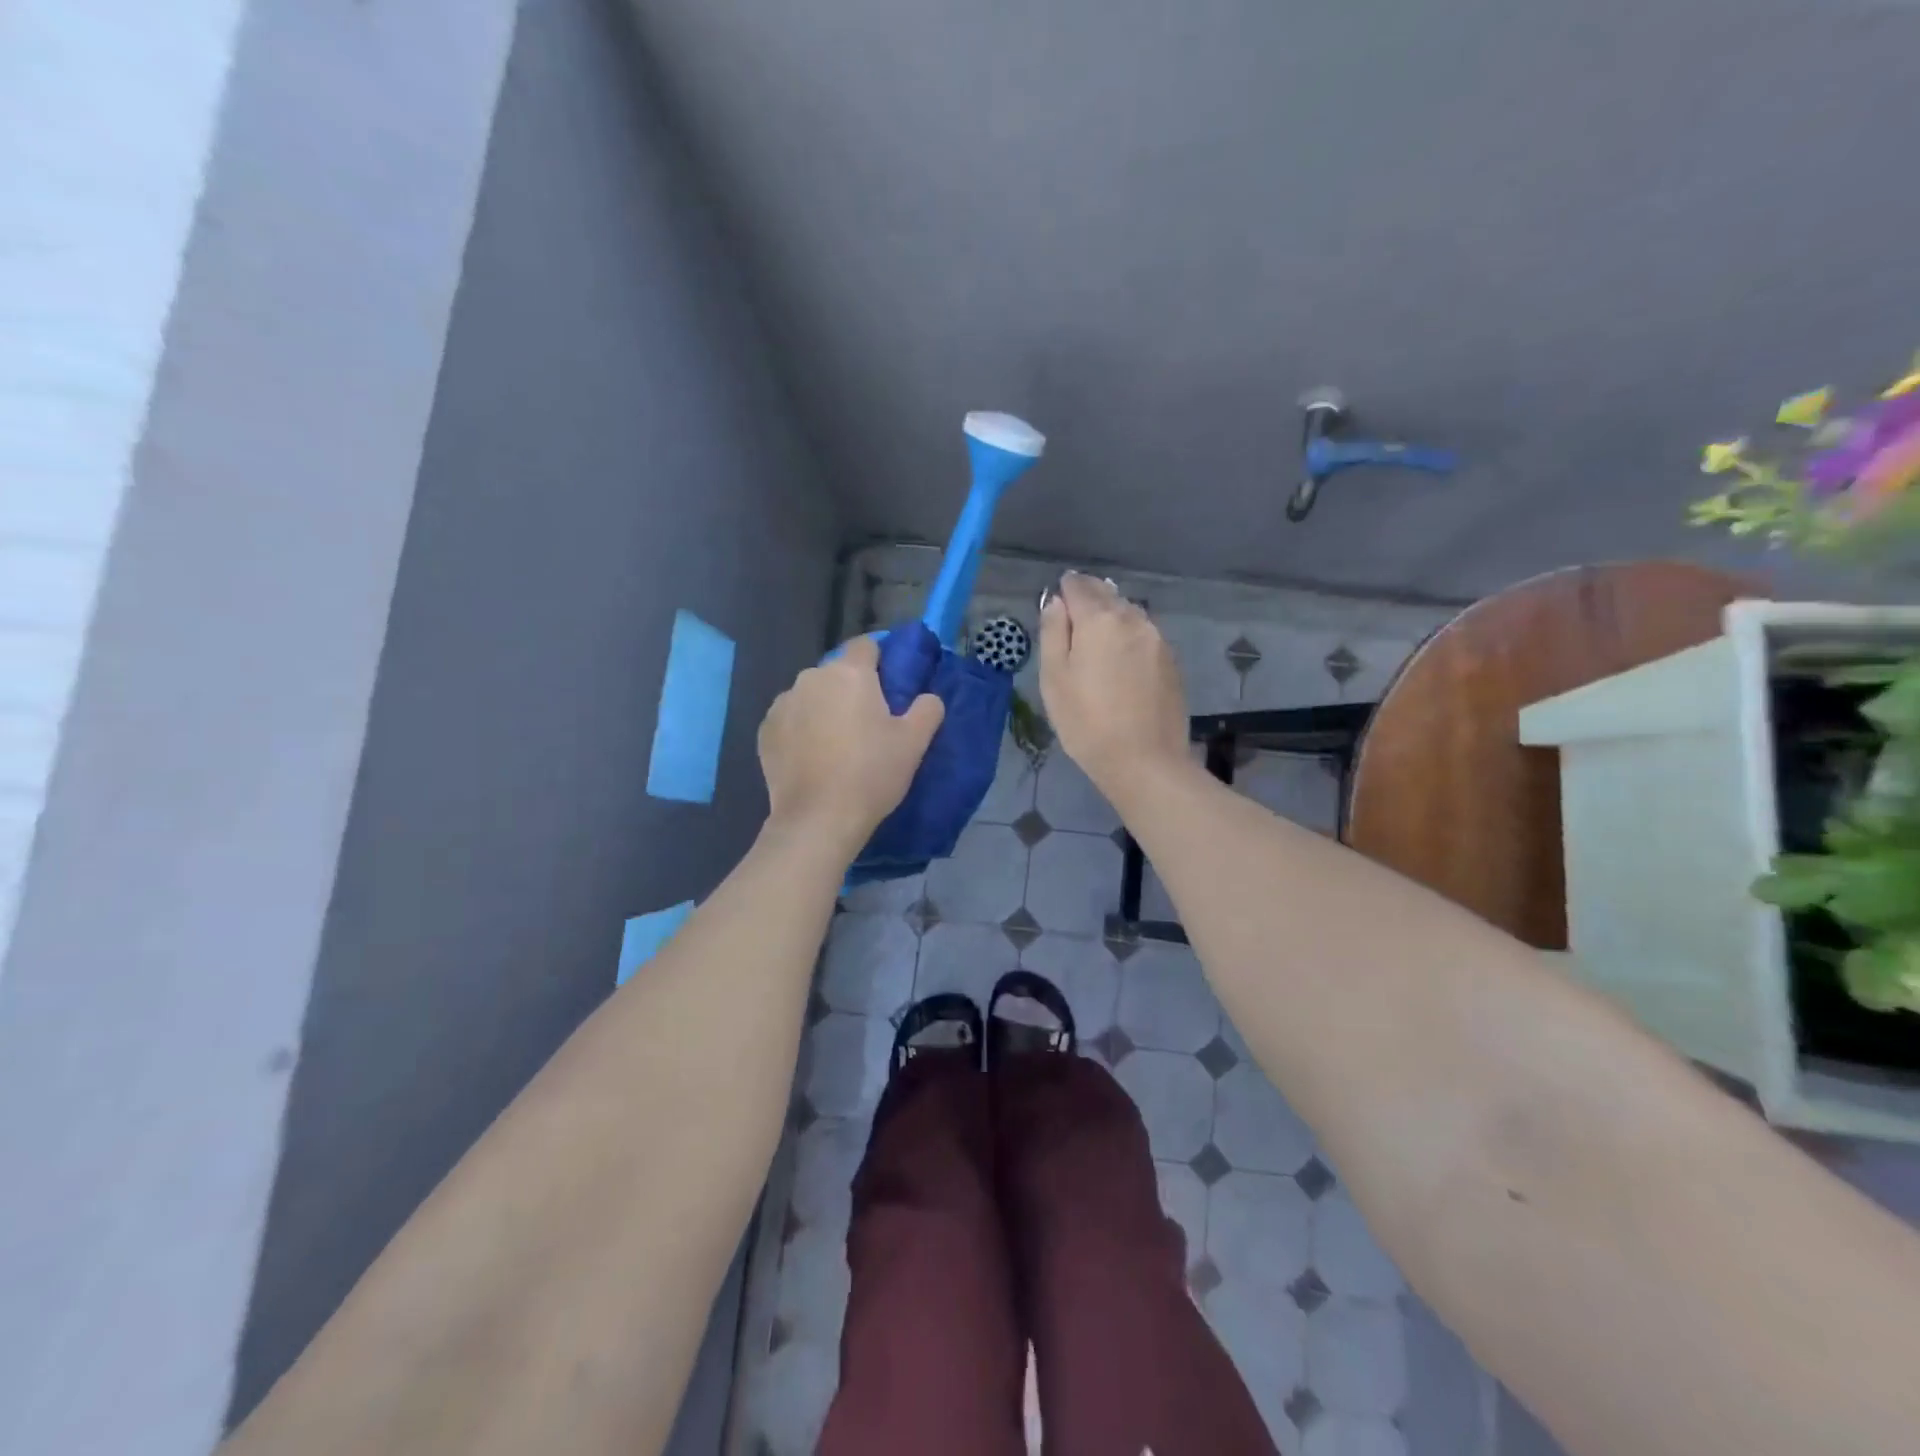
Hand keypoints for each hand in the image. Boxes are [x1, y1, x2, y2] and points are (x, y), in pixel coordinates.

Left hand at [758, 635, 945, 852]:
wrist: (818, 818)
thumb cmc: (872, 774)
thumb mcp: (914, 743)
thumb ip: (927, 709)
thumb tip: (928, 697)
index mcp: (850, 673)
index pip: (866, 645)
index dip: (879, 660)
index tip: (888, 685)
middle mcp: (812, 678)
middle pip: (836, 673)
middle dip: (850, 689)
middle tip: (867, 724)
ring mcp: (783, 703)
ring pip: (811, 695)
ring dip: (823, 708)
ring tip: (836, 744)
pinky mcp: (765, 730)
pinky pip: (790, 719)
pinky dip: (800, 730)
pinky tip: (811, 758)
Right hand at [1038, 573, 1188, 798]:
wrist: (1145, 761)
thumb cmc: (1087, 722)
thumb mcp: (1054, 679)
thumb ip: (1053, 633)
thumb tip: (1056, 603)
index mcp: (1099, 619)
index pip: (1079, 586)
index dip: (1064, 589)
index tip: (1056, 599)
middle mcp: (1133, 619)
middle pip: (1107, 595)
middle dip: (1089, 597)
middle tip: (1073, 613)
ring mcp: (1157, 639)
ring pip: (1129, 614)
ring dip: (1111, 616)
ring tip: (1096, 635)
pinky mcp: (1171, 661)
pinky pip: (1144, 635)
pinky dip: (1129, 636)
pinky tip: (1121, 658)